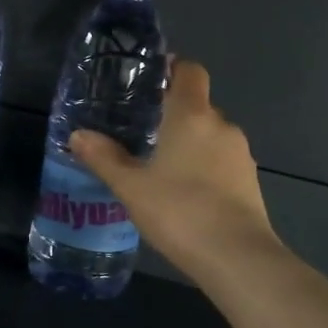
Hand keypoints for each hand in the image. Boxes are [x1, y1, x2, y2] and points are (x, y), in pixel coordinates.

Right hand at [70, 59, 279, 281]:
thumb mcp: (131, 187)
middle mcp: (221, 126)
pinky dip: (204, 166)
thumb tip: (78, 135)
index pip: (190, 71)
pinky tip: (184, 193)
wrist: (238, 258)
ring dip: (189, 143)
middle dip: (172, 113)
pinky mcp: (250, 182)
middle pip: (198, 105)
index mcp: (192, 115)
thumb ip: (104, 158)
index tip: (149, 81)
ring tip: (159, 166)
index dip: (172, 69)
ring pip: (210, 136)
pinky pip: (221, 161)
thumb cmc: (180, 211)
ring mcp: (240, 155)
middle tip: (141, 131)